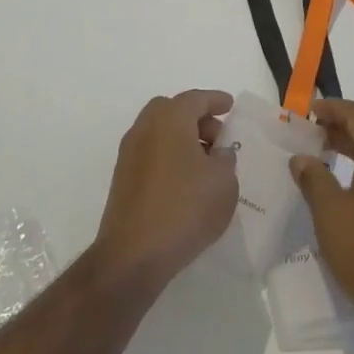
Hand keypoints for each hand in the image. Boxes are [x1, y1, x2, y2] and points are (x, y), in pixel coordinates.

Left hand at [94, 90, 238, 296]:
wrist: (134, 255)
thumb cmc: (185, 209)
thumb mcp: (223, 182)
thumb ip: (225, 159)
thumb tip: (217, 153)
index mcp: (170, 120)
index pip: (195, 99)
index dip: (215, 100)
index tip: (230, 105)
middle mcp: (145, 129)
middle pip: (172, 110)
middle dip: (196, 117)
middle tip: (217, 137)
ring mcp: (129, 154)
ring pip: (158, 131)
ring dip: (181, 137)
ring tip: (205, 162)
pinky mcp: (123, 179)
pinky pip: (151, 152)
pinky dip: (169, 155)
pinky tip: (186, 180)